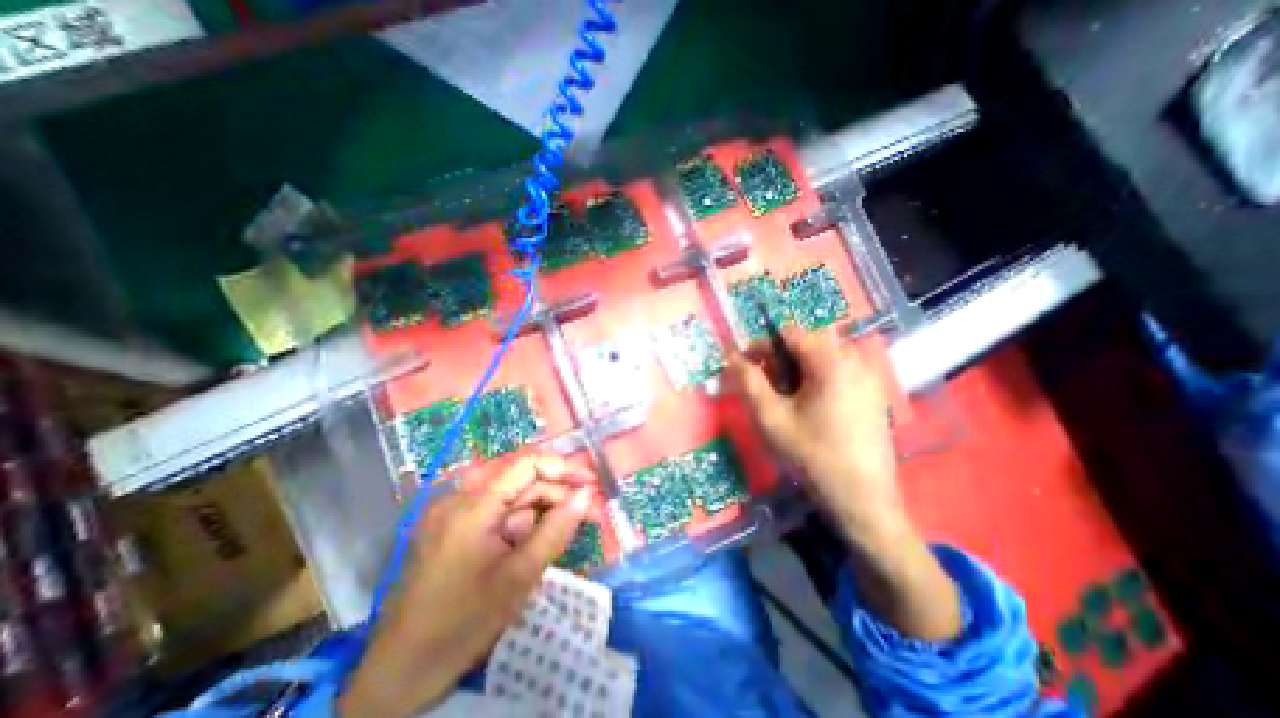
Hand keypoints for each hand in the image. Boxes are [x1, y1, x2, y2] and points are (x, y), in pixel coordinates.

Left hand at [339, 458, 600, 714]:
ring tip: (564, 535)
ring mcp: (454, 514)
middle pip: (521, 484)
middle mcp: (460, 499)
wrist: (399, 674)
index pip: (526, 465)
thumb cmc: (462, 624)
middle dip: (557, 497)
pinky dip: (521, 526)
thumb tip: (587, 494)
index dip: (563, 468)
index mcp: (472, 507)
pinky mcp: (453, 530)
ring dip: (541, 514)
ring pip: (512, 501)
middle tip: (589, 517)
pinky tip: (534, 545)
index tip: (592, 483)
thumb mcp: (519, 577)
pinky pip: (497, 516)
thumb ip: (556, 530)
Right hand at [729, 329, 898, 538]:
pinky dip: (817, 379)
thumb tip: (731, 357)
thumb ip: (748, 382)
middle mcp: (856, 360)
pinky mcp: (875, 392)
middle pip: (808, 343)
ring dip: (797, 369)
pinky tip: (810, 407)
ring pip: (823, 357)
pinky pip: (839, 371)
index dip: (761, 346)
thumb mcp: (771, 418)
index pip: (789, 333)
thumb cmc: (812, 456)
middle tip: (764, 387)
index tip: (744, 367)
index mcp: (831, 361)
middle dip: (779, 360)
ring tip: (784, 398)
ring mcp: (870, 376)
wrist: (863, 500)